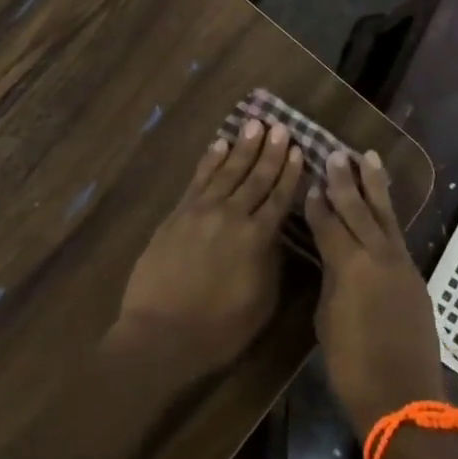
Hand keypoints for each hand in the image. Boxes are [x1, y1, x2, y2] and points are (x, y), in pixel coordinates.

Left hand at [111, 118, 303, 385]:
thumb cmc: (217, 330)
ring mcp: (202, 211)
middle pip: (255, 177)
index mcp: (257, 239)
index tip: (297, 148)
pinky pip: (198, 179)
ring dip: (243, 147)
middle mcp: (232, 216)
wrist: (160, 334)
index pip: (279, 197)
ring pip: (227, 171)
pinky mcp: (178, 214)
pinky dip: (211, 160)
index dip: (289, 172)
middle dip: (270, 151)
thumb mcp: (261, 303)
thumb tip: (275, 234)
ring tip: (254, 124)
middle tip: (279, 126)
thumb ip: (271, 263)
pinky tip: (219, 144)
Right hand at [305, 149, 446, 436]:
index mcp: (349, 267)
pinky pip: (397, 234)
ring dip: (374, 185)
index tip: (310, 179)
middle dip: (345, 180)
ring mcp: (400, 264)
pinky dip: (387, 213)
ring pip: (384, 215)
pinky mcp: (415, 276)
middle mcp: (377, 256)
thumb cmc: (353, 368)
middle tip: (335, 153)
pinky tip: (382, 203)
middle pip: (358, 209)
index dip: (317, 203)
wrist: (404, 400)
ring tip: (367, 156)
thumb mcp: (328, 321)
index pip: (328, 224)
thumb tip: (334, 260)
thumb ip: (331, 281)